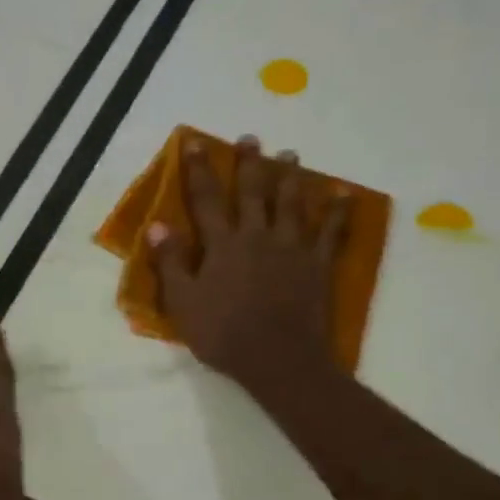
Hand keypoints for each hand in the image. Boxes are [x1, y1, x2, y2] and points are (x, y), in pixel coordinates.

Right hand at [147, 134, 348, 397]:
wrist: (279, 360)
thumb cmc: (224, 334)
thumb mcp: (183, 303)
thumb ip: (171, 262)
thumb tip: (156, 225)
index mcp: (223, 245)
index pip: (207, 199)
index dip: (199, 170)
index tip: (195, 143)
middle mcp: (258, 236)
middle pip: (254, 192)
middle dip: (250, 164)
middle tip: (251, 139)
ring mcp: (292, 248)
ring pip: (292, 203)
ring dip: (290, 177)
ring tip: (290, 155)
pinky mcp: (319, 265)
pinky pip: (331, 232)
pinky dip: (338, 212)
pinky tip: (342, 195)